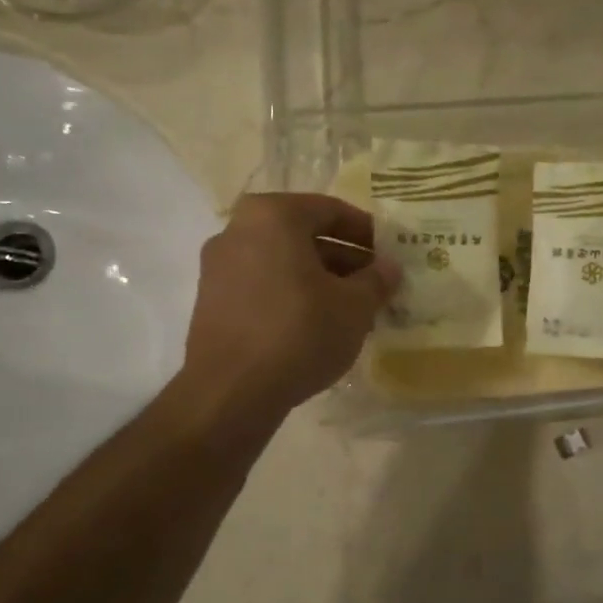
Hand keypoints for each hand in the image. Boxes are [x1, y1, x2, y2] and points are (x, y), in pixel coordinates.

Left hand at [182, 193, 397, 425]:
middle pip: (303, 235)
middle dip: (343, 259)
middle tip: (374, 284)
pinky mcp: (211, 301)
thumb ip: (376, 280)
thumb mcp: (353, 307)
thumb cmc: (299, 333)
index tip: (389, 254)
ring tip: (351, 309)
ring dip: (319, 280)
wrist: (231, 391)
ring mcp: (218, 266)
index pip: (330, 210)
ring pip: (282, 262)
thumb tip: (390, 267)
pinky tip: (316, 325)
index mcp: (272, 215)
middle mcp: (238, 230)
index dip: (366, 232)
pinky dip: (291, 295)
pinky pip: (262, 285)